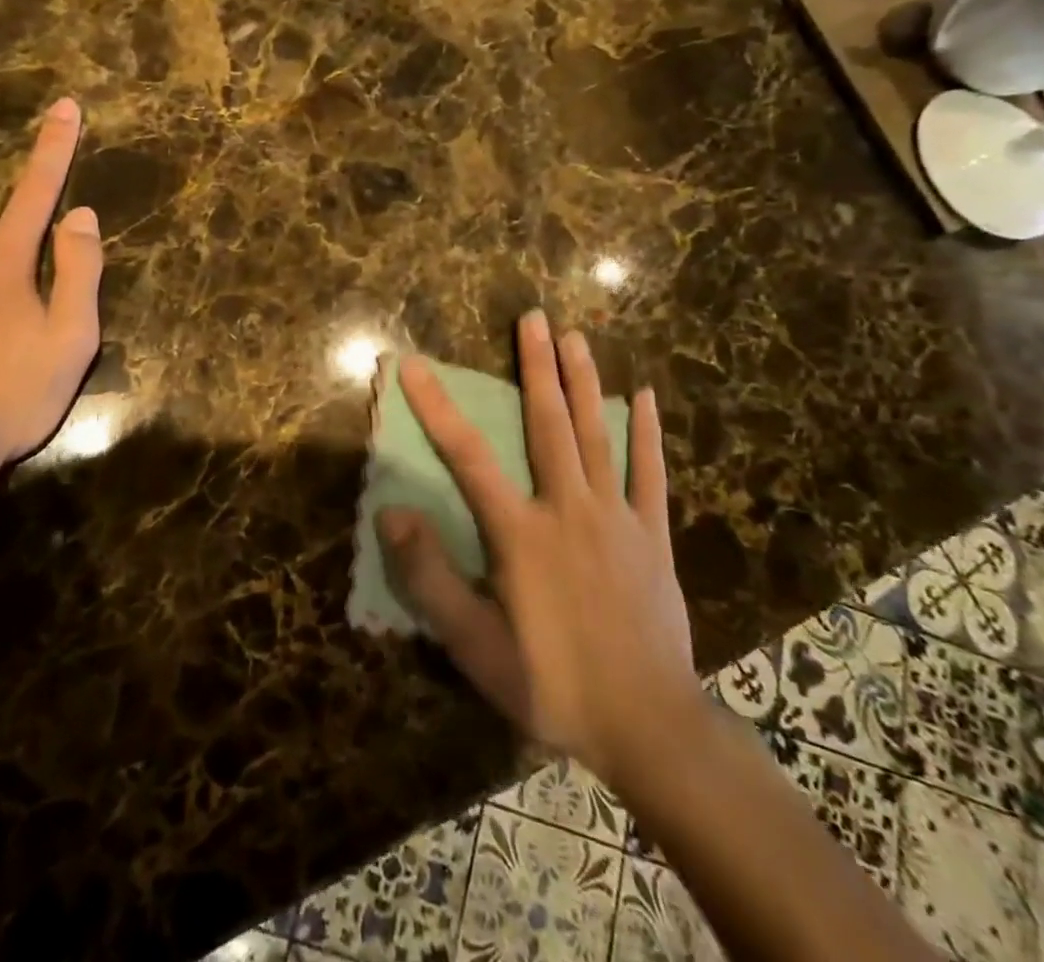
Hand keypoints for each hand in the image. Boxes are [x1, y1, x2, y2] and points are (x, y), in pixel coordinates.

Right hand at [379, 311, 698, 782]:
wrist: (649, 727)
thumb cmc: (552, 684)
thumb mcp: (475, 646)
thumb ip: (430, 578)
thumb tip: (390, 514)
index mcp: (520, 532)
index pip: (467, 455)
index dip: (436, 406)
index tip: (413, 363)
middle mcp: (567, 508)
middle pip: (547, 423)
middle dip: (536, 366)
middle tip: (533, 316)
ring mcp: (617, 518)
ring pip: (597, 435)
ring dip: (584, 381)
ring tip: (575, 336)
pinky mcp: (652, 536)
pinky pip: (650, 474)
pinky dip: (647, 433)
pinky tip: (645, 397)